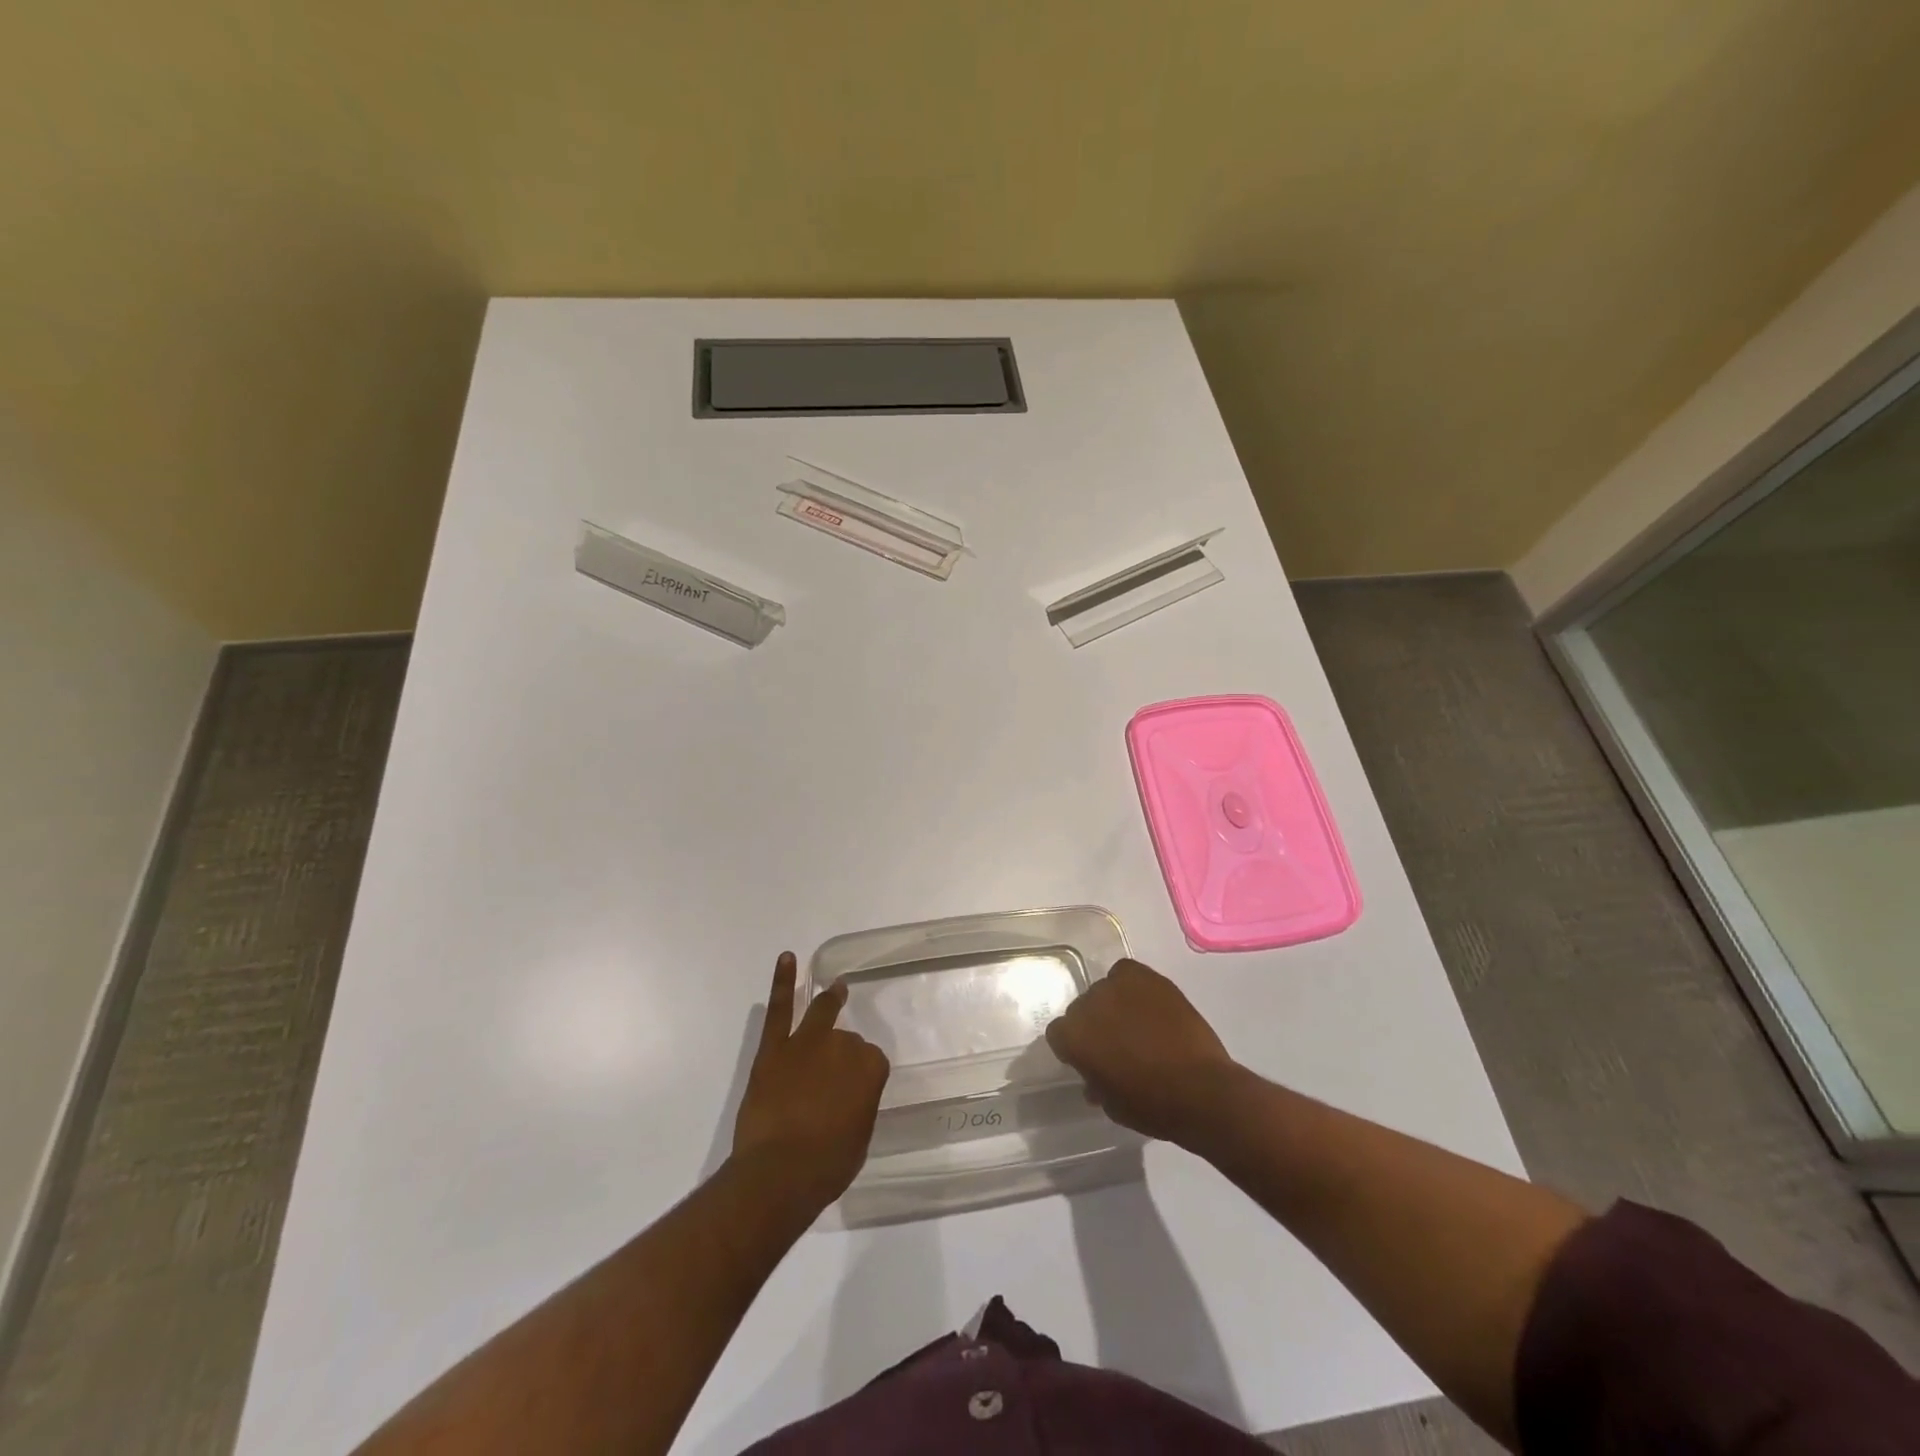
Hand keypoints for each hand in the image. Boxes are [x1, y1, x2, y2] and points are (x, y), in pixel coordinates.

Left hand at [731, 952, 889, 1211]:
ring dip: (829, 1000)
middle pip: (846, 1040)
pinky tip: (787, 958)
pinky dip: (783, 981)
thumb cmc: (827, 1165)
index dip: (862, 1077)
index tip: (855, 1092)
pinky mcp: (774, 1048)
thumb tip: (850, 1096)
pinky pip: (780, 1008)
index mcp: (870, 1068)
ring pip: (821, 1013)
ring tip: (835, 988)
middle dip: (842, 1054)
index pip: (871, 1061)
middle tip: (834, 1074)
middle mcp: (842, 1046)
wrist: (779, 1173)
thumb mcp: (859, 1137)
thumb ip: (859, 1105)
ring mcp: (807, 1042)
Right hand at [1044, 958, 1241, 1146]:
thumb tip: (1095, 1076)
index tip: (1091, 1060)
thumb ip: (1096, 1083)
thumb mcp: (1112, 1104)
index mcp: (1072, 1037)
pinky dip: (1133, 986)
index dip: (1074, 1048)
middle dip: (1094, 1025)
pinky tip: (1147, 1004)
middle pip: (1082, 1009)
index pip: (1059, 1034)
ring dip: (1114, 1005)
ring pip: (1105, 990)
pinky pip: (1126, 973)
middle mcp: (1087, 1004)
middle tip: (1117, 1044)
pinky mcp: (1146, 977)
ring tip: (1137, 1023)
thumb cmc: (1151, 1106)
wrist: (1201, 1089)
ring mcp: (1117, 986)